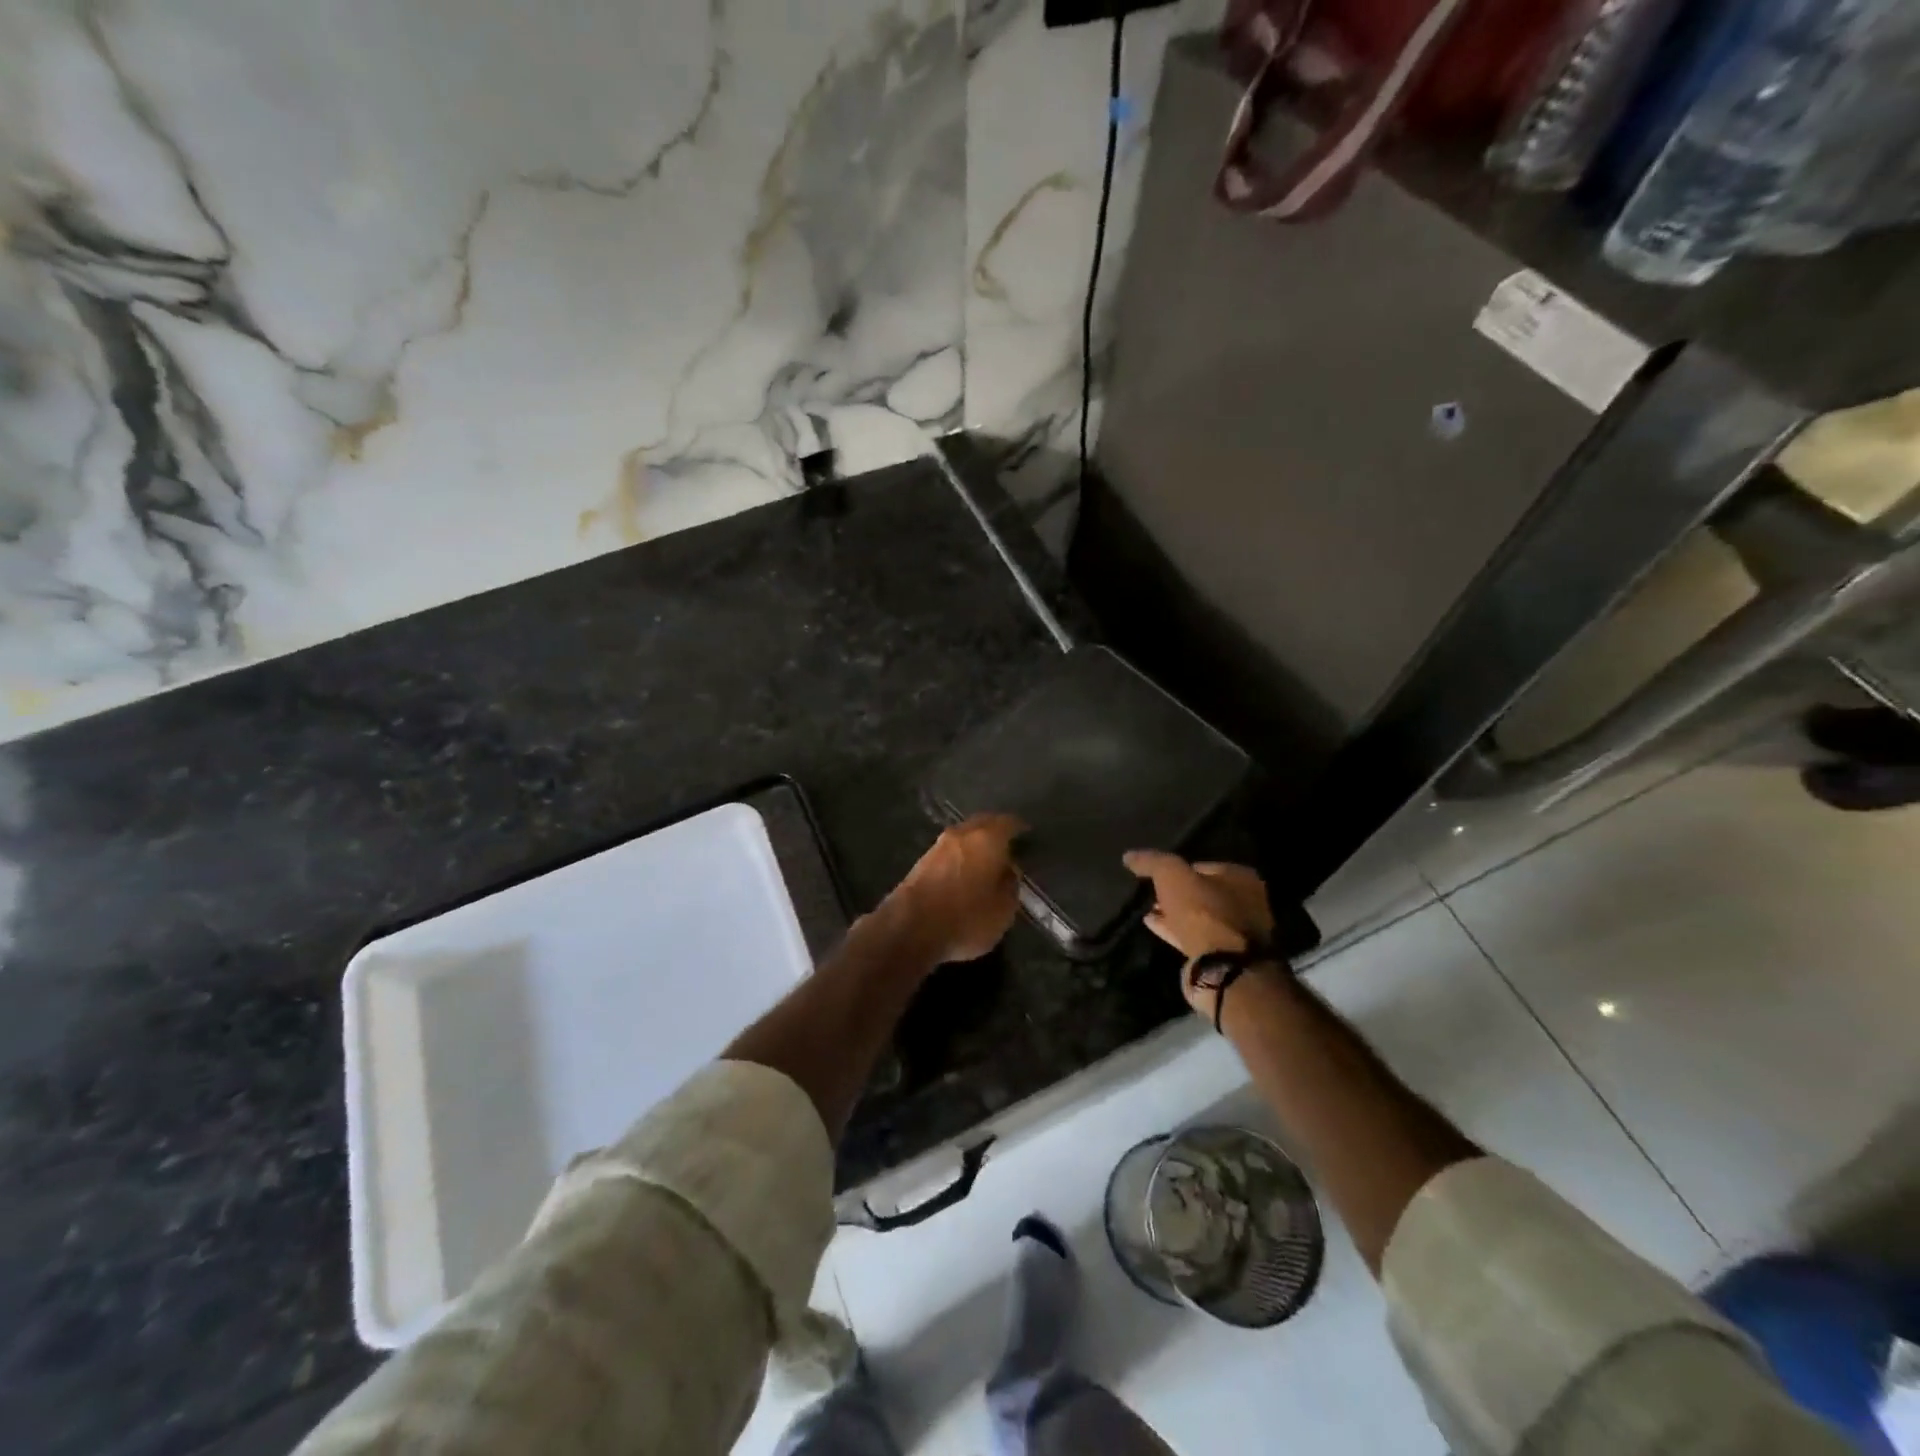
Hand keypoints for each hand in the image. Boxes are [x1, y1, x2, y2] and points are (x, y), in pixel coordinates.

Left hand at [887, 814, 1025, 964]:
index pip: (1008, 823)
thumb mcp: (1003, 910)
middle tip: (1009, 844)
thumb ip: (1010, 886)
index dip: (1020, 828)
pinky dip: (960, 856)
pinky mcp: (920, 862)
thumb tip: (1008, 872)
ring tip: (988, 860)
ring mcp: (937, 846)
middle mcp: (961, 834)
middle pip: (983, 823)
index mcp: (987, 839)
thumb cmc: (966, 918)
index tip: (1028, 835)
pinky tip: (965, 871)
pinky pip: (949, 851)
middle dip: (996, 830)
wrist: (910, 928)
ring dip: (976, 843)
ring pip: (963, 836)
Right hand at [1123, 851, 1275, 1014]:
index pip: (1206, 866)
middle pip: (1204, 892)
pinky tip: (1153, 926)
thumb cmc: (1202, 912)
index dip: (1180, 868)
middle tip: (1152, 892)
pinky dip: (1175, 930)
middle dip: (1178, 893)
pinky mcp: (1224, 956)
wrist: (1220, 967)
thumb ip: (1152, 862)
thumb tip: (1130, 855)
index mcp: (1242, 879)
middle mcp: (1246, 904)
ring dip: (1175, 913)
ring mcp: (1237, 933)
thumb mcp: (1171, 875)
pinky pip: (1195, 936)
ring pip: (1199, 917)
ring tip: (1148, 909)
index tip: (1157, 873)